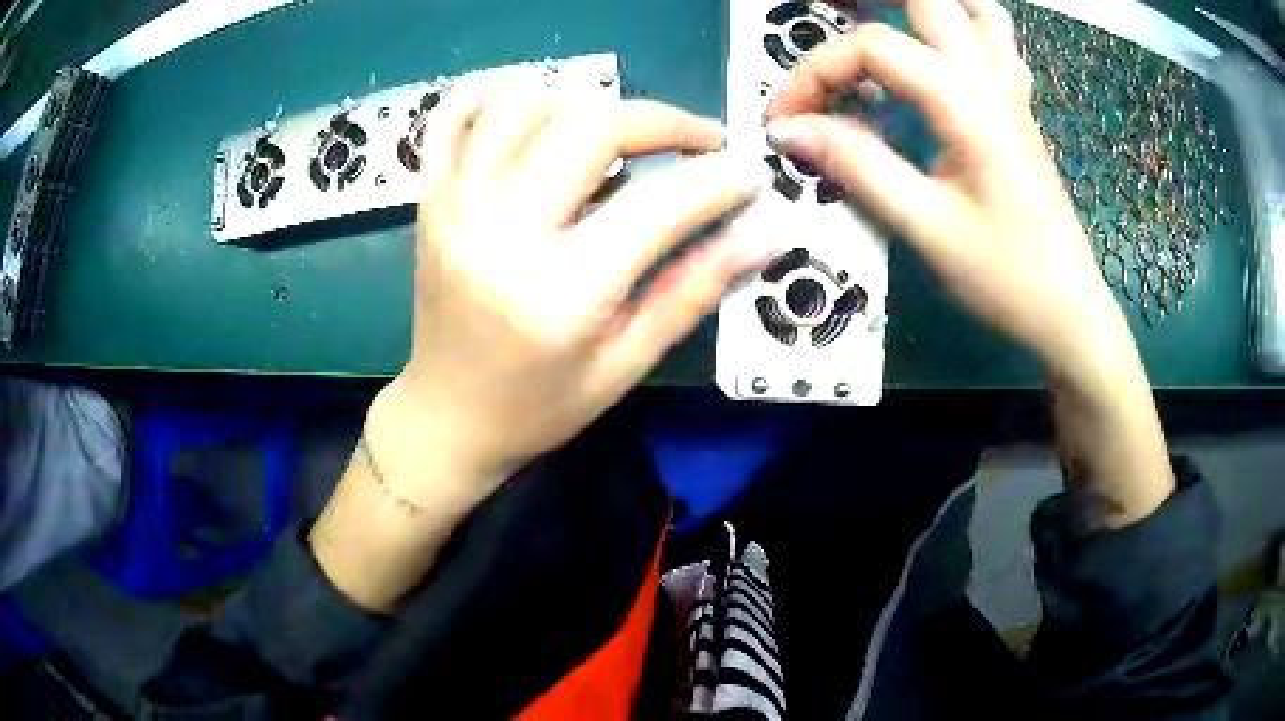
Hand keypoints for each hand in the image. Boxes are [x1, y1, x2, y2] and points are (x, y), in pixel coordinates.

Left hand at [385, 72, 771, 501]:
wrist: (447, 418)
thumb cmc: (540, 406)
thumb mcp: (626, 362)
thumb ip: (695, 289)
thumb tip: (766, 234)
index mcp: (558, 291)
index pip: (658, 204)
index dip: (718, 179)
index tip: (750, 173)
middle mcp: (500, 232)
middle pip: (590, 130)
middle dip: (662, 121)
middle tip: (699, 140)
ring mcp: (455, 207)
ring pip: (523, 105)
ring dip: (586, 101)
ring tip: (619, 130)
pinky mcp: (430, 200)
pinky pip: (451, 116)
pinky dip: (493, 90)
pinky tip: (534, 99)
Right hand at [767, 0, 1173, 529]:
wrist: (1069, 312)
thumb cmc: (1006, 278)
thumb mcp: (927, 229)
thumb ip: (858, 167)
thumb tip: (790, 129)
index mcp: (966, 105)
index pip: (873, 49)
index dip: (816, 74)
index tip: (787, 121)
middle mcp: (990, 80)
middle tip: (823, 8)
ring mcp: (1011, 90)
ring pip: (975, 7)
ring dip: (925, 2)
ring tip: (880, 12)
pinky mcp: (1019, 109)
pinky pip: (997, 41)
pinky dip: (966, 24)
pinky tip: (943, 45)